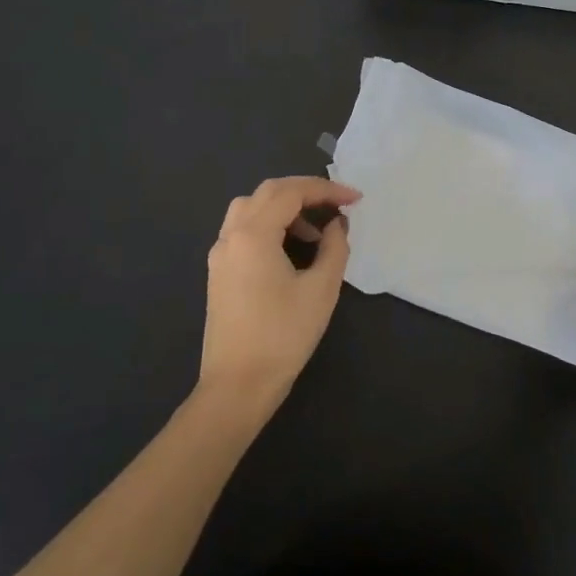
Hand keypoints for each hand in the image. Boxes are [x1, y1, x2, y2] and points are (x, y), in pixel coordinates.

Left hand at [202, 176, 361, 414]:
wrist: (237, 386)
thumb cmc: (283, 336)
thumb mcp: (321, 289)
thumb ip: (334, 247)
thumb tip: (335, 224)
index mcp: (253, 234)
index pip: (291, 193)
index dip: (327, 189)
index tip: (356, 199)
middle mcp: (230, 236)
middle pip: (268, 192)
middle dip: (305, 192)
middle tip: (337, 205)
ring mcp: (220, 254)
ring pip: (251, 208)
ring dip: (285, 208)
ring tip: (315, 232)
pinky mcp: (219, 272)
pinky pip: (244, 230)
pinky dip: (270, 226)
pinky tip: (292, 250)